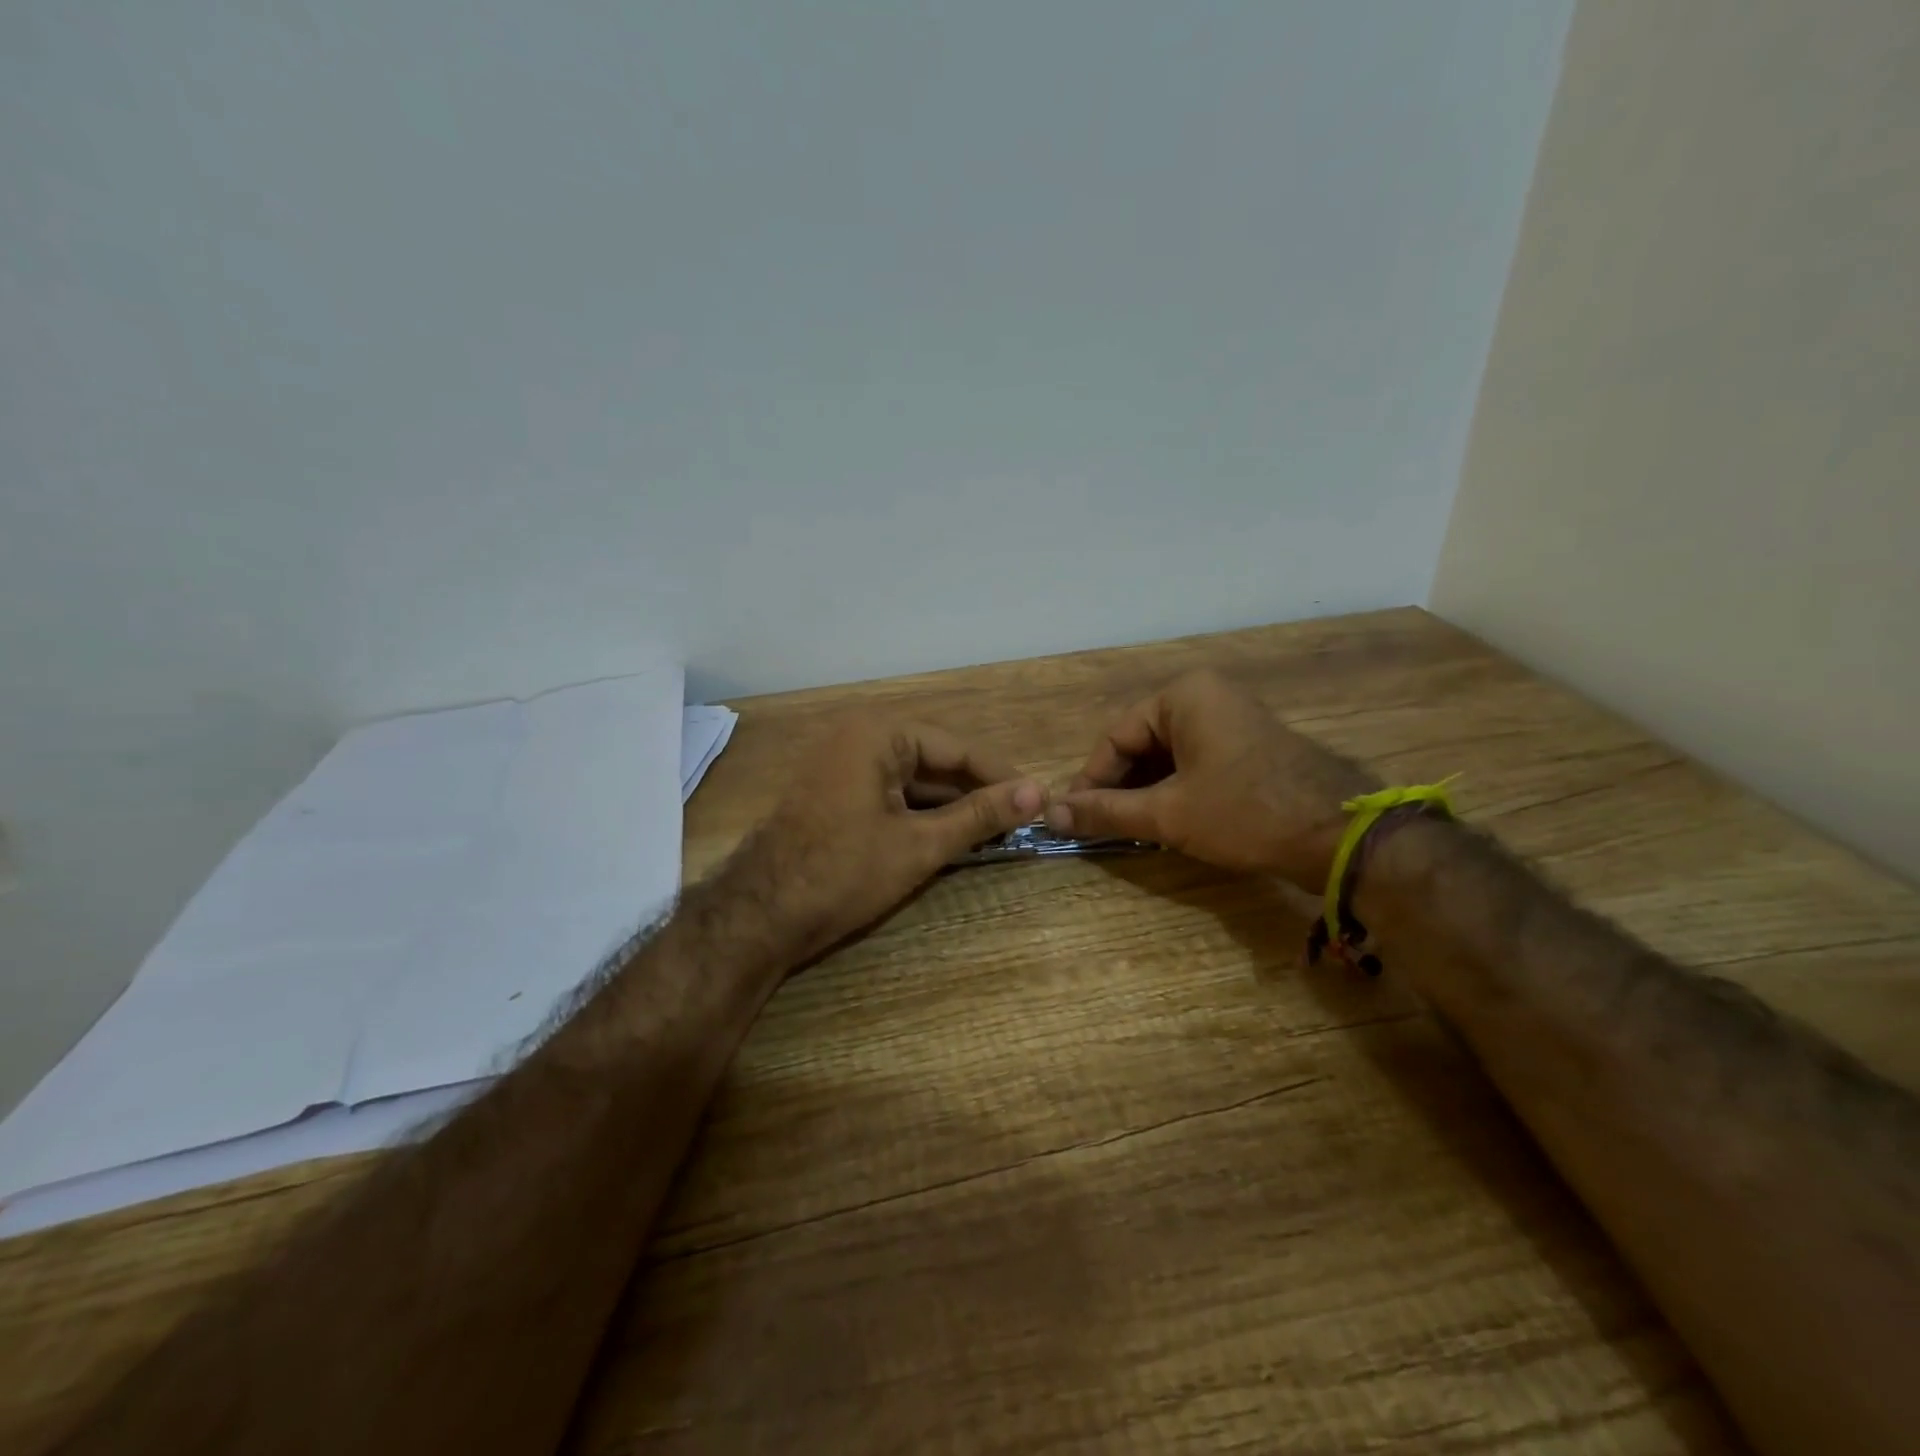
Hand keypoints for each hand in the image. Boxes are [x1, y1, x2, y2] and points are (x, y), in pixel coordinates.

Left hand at [735, 715, 1045, 963]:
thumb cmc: (844, 872)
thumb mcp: (920, 845)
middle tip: (1020, 821)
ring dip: (949, 806)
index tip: (1038, 798)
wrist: (760, 916)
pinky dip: (919, 815)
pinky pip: (889, 795)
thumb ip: (980, 816)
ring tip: (994, 833)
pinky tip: (949, 837)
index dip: (1000, 775)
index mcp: (879, 733)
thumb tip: (1038, 793)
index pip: (957, 747)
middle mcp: (858, 737)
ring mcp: (841, 766)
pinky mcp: (833, 794)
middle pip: (934, 761)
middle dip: (974, 792)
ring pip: (912, 781)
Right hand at [1047, 669, 1374, 889]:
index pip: (1115, 736)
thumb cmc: (1245, 812)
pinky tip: (1162, 821)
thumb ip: (1106, 811)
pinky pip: (1193, 762)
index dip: (1090, 779)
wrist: (1340, 836)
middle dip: (1119, 786)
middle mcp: (1206, 696)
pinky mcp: (1247, 746)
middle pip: (1141, 743)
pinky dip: (1173, 790)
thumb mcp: (1167, 814)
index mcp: (1183, 696)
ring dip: (1144, 791)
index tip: (1073, 816)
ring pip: (1166, 756)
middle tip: (1099, 826)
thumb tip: (1051, 814)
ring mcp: (1231, 719)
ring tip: (1127, 829)